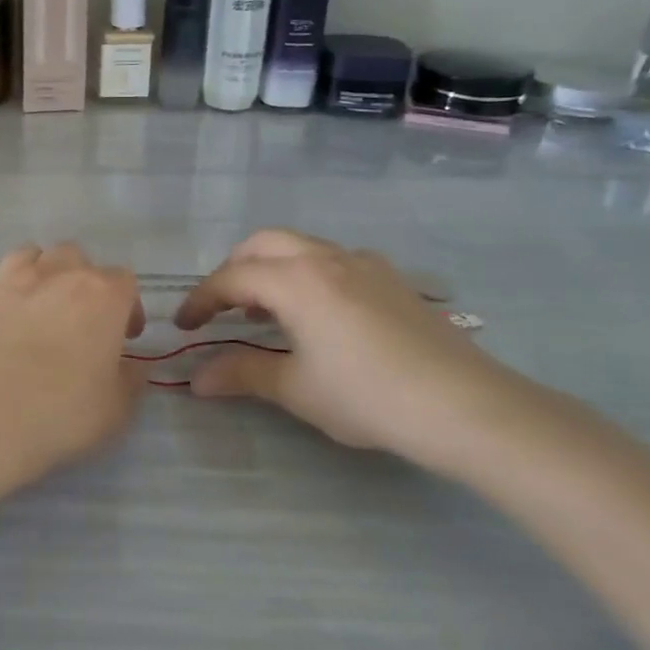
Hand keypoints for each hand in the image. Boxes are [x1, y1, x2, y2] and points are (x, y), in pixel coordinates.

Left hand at [0, 243, 145, 496]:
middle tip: (81, 319)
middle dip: (82, 280)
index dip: (128, 307)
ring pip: (30, 256)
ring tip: (38, 307)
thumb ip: (130, 380)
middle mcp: (56, 275)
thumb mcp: (115, 409)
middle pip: (75, 257)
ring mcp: (9, 281)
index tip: (125, 337)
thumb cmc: (60, 412)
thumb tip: (133, 367)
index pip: (124, 281)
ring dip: (40, 274)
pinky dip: (2, 300)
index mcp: (100, 296)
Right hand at [175, 229, 528, 465]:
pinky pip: (334, 259)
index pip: (231, 278)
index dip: (201, 300)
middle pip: (263, 244)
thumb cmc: (369, 396)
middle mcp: (325, 258)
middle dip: (234, 269)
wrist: (466, 406)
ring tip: (266, 309)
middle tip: (223, 307)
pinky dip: (308, 273)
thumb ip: (242, 375)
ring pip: (301, 246)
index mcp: (295, 280)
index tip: (183, 326)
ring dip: (272, 267)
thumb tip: (196, 380)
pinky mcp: (392, 279)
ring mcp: (363, 263)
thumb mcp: (297, 389)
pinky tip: (320, 312)